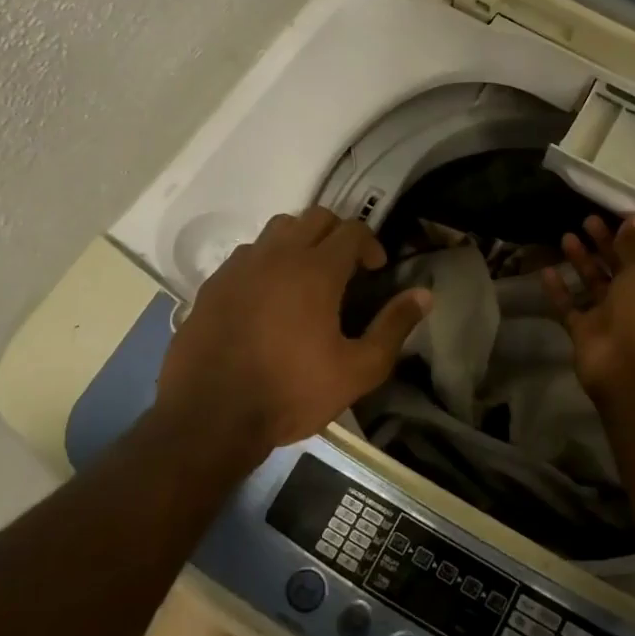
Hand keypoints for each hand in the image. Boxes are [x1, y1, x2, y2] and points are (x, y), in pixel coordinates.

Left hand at [151, 207, 432, 469]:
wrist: (209, 418)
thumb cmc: (291, 392)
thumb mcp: (358, 369)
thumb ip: (393, 327)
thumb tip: (425, 294)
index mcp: (316, 270)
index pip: (352, 230)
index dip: (370, 244)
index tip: (376, 271)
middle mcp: (277, 255)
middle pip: (315, 217)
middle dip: (337, 234)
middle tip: (346, 269)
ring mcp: (239, 267)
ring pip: (277, 229)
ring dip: (300, 242)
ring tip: (306, 277)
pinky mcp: (212, 285)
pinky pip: (247, 254)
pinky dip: (266, 261)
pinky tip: (267, 296)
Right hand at [541, 214, 634, 404]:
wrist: (629, 368)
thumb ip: (634, 244)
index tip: (623, 214)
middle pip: (621, 264)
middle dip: (607, 242)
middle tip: (588, 220)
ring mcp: (610, 315)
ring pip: (594, 283)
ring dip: (582, 260)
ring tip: (566, 236)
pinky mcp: (586, 331)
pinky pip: (570, 306)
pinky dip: (559, 291)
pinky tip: (545, 271)